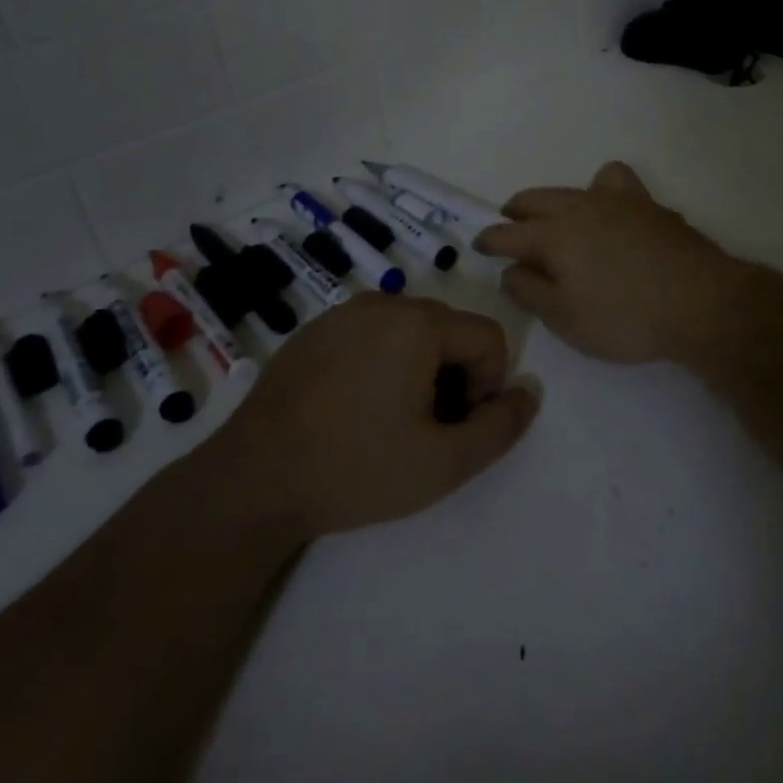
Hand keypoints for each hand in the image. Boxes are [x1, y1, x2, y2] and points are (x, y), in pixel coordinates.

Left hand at [220, 294, 538, 539]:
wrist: (253, 480)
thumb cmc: (356, 469)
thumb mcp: (444, 462)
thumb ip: (501, 427)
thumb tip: (529, 391)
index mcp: (419, 323)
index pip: (489, 337)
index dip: (489, 384)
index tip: (458, 426)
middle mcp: (384, 303)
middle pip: (450, 330)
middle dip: (456, 375)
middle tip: (427, 428)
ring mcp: (343, 312)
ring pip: (411, 330)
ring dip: (421, 368)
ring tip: (391, 420)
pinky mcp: (314, 329)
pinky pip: (371, 333)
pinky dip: (382, 362)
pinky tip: (354, 408)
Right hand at [475, 161, 744, 365]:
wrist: (702, 302)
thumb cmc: (625, 317)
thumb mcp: (564, 317)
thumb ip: (529, 290)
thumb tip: (510, 269)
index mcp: (555, 233)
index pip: (509, 233)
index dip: (490, 239)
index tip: (478, 243)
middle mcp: (582, 206)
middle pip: (538, 199)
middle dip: (518, 210)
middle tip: (509, 222)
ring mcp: (620, 201)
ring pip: (579, 185)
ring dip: (560, 198)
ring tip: (562, 217)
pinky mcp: (652, 207)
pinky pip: (618, 186)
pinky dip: (605, 194)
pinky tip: (614, 217)